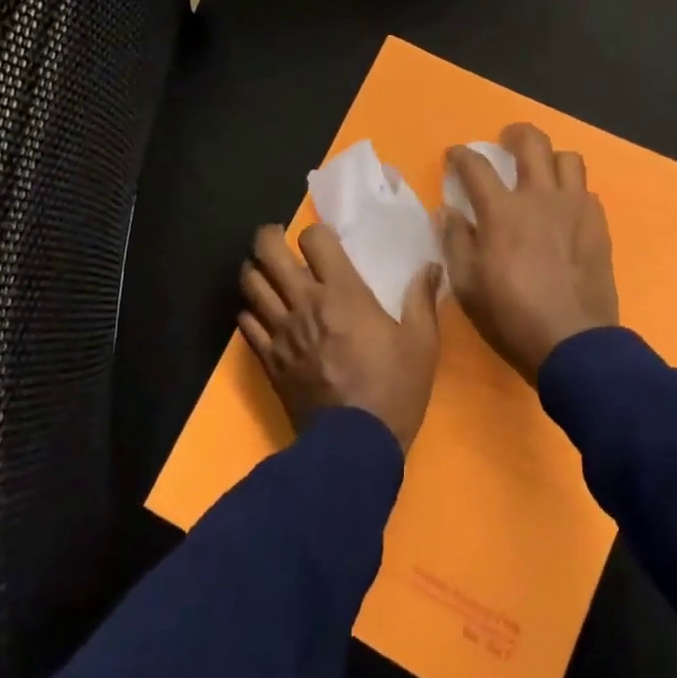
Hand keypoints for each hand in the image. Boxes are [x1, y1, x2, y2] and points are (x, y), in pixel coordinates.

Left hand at [237, 224, 443, 452]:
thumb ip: (422, 300)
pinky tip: (261, 314)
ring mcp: (281, 331)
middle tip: (279, 240)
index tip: (324, 241)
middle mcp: (304, 303)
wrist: (354, 445)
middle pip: (268, 252)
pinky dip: (249, 311)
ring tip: (266, 272)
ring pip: (250, 283)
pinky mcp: (268, 359)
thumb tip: (431, 266)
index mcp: (342, 293)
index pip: (314, 239)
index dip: (316, 233)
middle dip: (269, 237)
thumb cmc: (393, 389)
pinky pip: (245, 322)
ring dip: (255, 271)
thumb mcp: (422, 344)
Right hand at [439, 124, 619, 382]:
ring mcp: (575, 209)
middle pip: (532, 143)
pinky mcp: (598, 226)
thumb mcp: (466, 285)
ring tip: (541, 173)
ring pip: (568, 159)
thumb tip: (447, 212)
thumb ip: (454, 241)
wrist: (572, 343)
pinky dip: (572, 191)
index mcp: (502, 211)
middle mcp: (540, 198)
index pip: (477, 166)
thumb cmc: (510, 316)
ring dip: (550, 159)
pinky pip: (586, 192)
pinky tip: (564, 210)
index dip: (461, 155)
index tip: (455, 156)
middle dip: (514, 134)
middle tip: (506, 142)